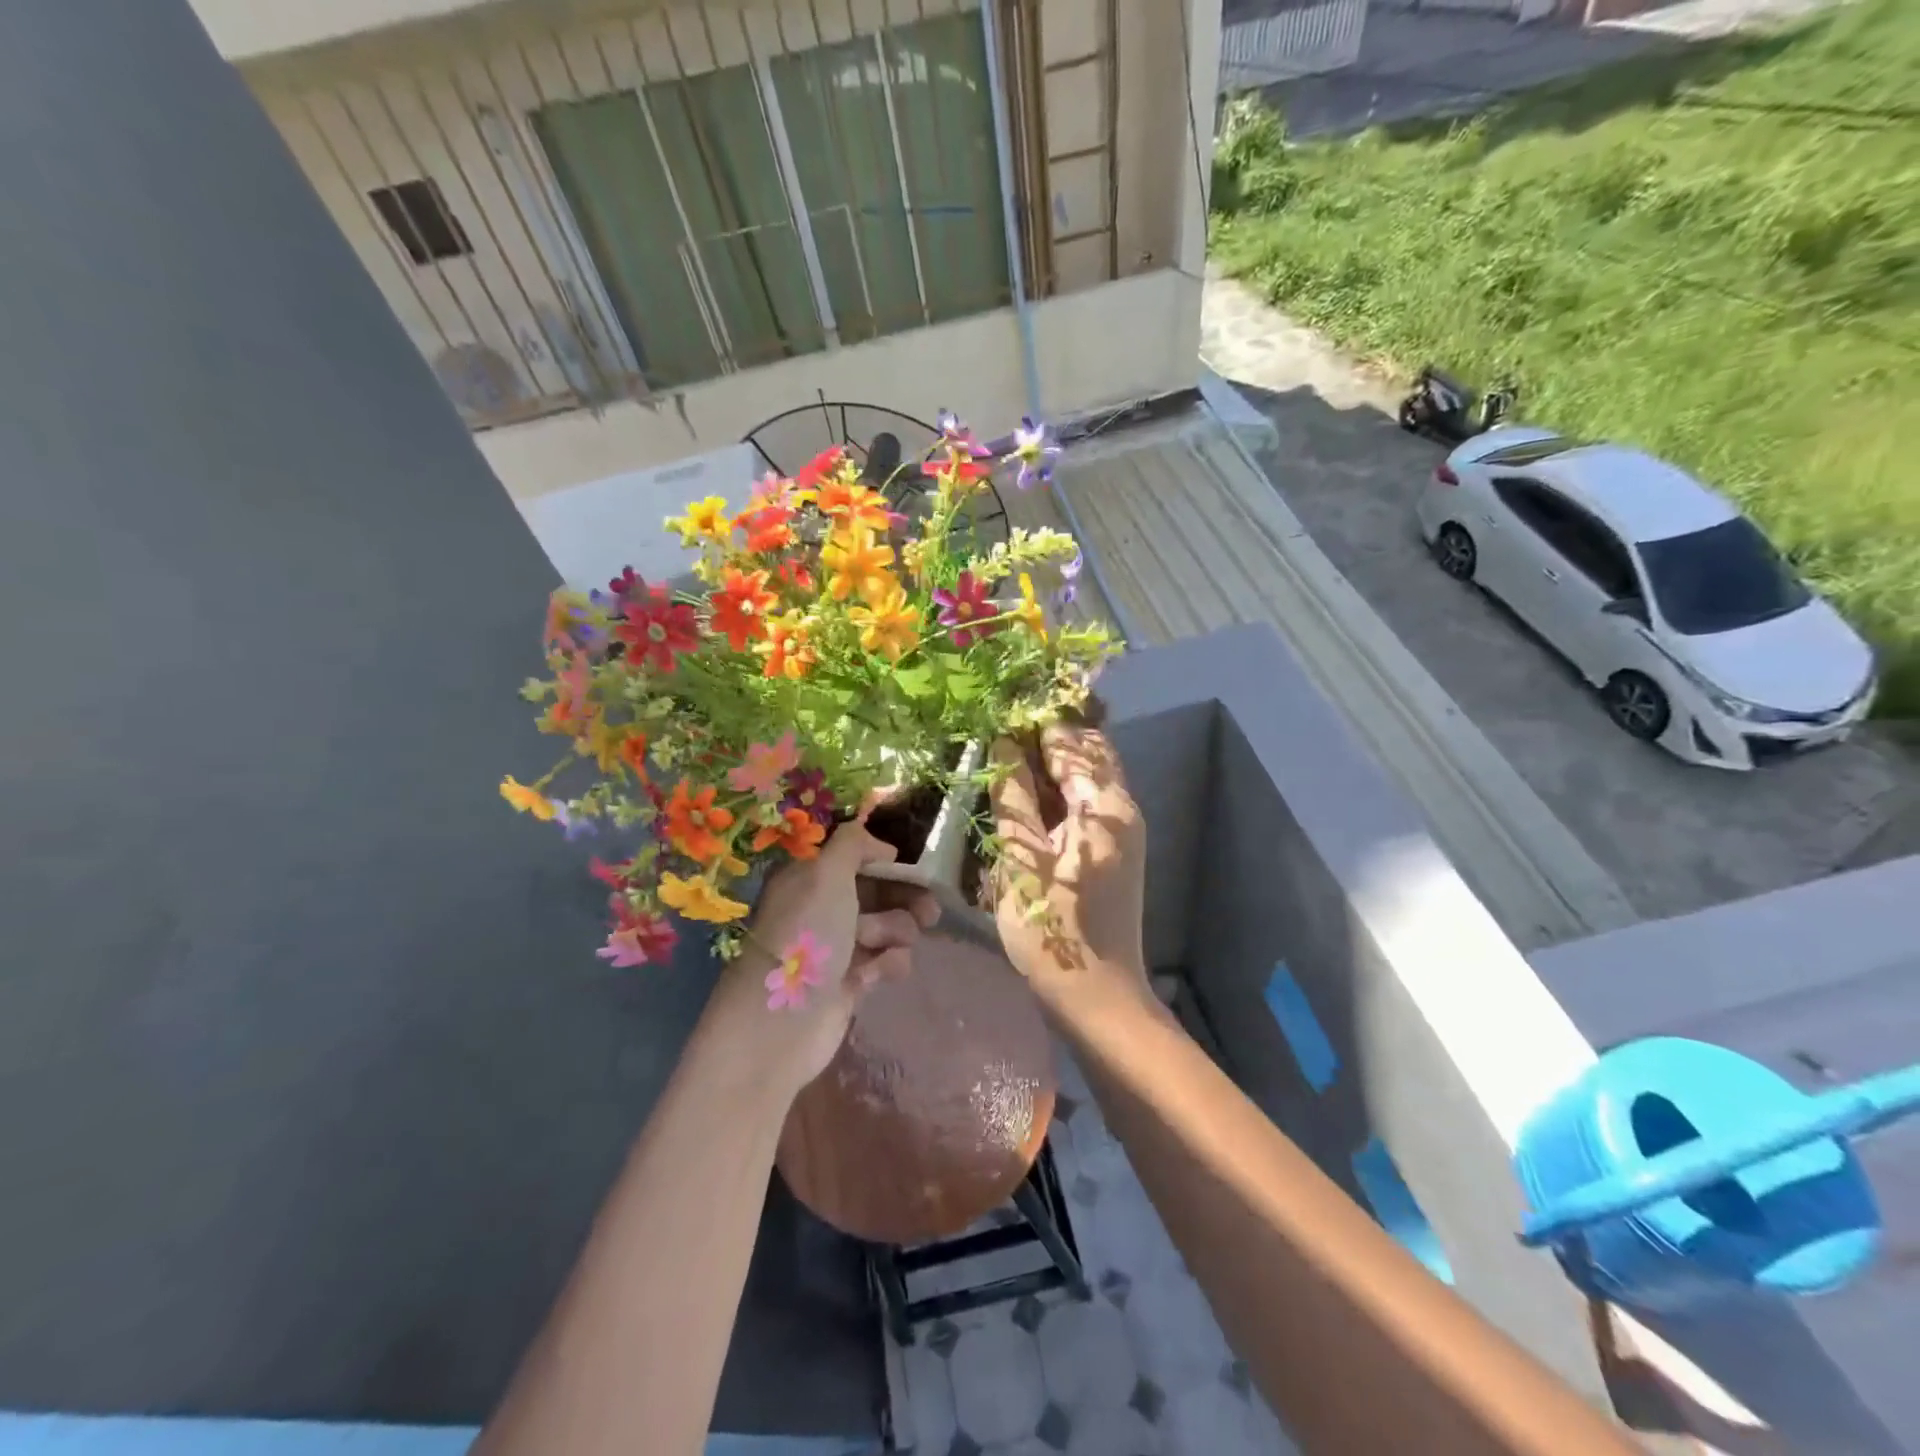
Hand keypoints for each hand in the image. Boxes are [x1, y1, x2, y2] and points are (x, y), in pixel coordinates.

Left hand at [715, 820, 939, 1093]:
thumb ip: (853, 844)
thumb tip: (882, 846)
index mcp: (809, 878)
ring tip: (887, 945)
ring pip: (886, 927)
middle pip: (876, 893)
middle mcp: (821, 908)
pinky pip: (883, 962)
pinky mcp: (849, 983)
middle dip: (904, 899)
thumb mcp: (826, 874)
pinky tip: (876, 976)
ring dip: (895, 932)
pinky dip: (886, 965)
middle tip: (930, 911)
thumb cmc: (805, 937)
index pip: (856, 859)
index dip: (887, 863)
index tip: (915, 869)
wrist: (779, 1024)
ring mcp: (835, 948)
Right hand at [988, 724, 1150, 1010]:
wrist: (1096, 995)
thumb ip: (1013, 795)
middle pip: (1089, 751)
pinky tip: (1029, 802)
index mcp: (1104, 804)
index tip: (993, 721)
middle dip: (1047, 740)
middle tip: (999, 743)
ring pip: (1091, 776)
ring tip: (1008, 768)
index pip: (1069, 741)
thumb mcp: (1020, 857)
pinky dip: (1062, 792)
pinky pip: (1090, 802)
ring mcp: (1125, 830)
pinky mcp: (1117, 850)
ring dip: (1054, 766)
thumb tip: (1003, 742)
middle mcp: (1123, 807)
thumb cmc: (1051, 927)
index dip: (1031, 726)